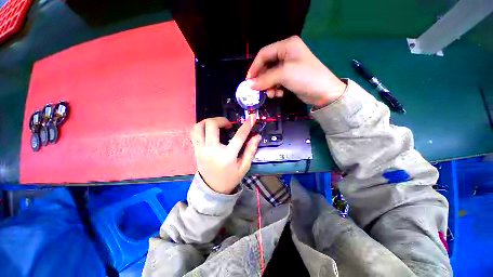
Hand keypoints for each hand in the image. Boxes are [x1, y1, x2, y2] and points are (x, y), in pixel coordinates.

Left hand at [190, 117, 260, 193]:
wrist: (213, 189)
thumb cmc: (231, 178)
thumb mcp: (244, 166)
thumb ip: (251, 150)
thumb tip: (257, 136)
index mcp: (227, 157)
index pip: (238, 137)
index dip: (246, 126)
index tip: (251, 119)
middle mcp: (212, 151)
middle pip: (212, 125)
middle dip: (222, 120)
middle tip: (228, 125)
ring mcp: (201, 150)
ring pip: (199, 126)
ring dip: (209, 121)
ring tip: (217, 125)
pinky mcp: (196, 150)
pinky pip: (194, 133)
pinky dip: (201, 127)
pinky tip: (209, 130)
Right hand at [247, 36, 346, 107]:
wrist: (324, 93)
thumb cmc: (305, 78)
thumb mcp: (283, 75)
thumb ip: (265, 79)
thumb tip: (249, 84)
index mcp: (286, 46)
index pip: (264, 54)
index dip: (254, 67)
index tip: (249, 81)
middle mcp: (287, 54)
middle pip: (267, 66)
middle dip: (263, 79)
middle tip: (259, 90)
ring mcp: (289, 67)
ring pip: (271, 76)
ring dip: (269, 86)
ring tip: (272, 94)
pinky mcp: (290, 78)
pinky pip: (277, 82)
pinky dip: (275, 89)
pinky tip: (278, 94)